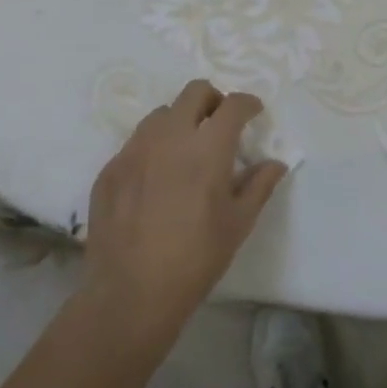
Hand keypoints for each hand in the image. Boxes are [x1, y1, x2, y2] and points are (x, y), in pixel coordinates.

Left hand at [81, 80, 287, 345]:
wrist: (130, 295)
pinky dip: (153, 148)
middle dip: (213, 100)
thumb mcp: (238, 224)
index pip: (232, 105)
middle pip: (194, 92)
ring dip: (180, 121)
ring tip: (185, 150)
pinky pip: (136, 143)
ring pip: (161, 114)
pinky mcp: (110, 168)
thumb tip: (276, 163)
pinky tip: (156, 179)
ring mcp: (135, 149)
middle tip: (220, 124)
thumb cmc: (195, 259)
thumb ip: (259, 185)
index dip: (247, 104)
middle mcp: (170, 136)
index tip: (253, 112)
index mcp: (208, 147)